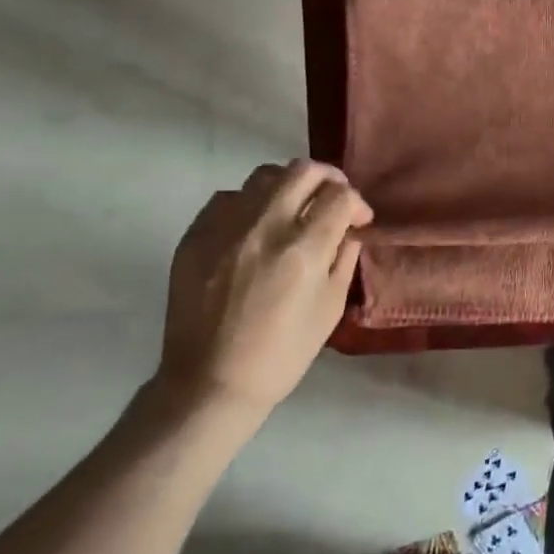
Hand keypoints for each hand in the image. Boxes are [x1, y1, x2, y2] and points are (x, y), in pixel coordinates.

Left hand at [153, 159, 371, 417]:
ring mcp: (224, 228)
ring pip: (263, 176)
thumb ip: (343, 259)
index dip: (357, 203)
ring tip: (294, 208)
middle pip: (302, 171)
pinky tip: (256, 227)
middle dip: (328, 179)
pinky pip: (227, 198)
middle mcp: (264, 227)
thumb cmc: (283, 352)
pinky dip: (250, 203)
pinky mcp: (195, 236)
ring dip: (289, 185)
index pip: (340, 196)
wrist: (211, 382)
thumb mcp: (330, 307)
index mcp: (304, 249)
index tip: (359, 221)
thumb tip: (348, 230)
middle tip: (333, 200)